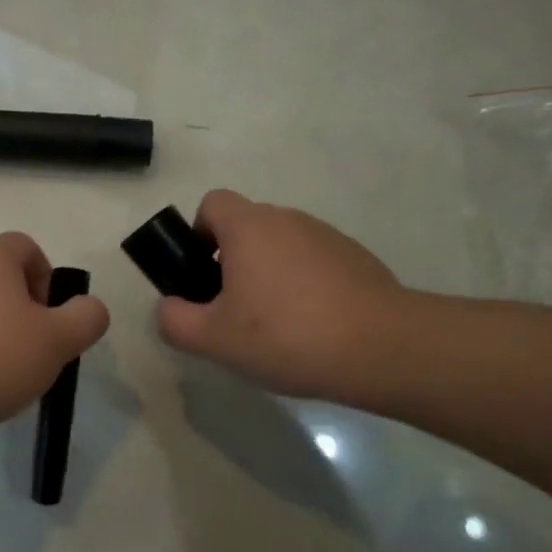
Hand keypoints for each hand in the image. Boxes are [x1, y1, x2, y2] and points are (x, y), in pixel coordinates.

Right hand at [157, 190, 409, 401]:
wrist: (382, 347)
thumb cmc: (286, 334)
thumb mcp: (214, 339)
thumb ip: (175, 320)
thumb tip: (169, 307)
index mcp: (249, 226)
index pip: (211, 204)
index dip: (198, 234)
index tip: (203, 275)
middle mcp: (287, 218)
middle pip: (246, 227)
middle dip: (232, 262)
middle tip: (235, 311)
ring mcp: (326, 235)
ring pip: (281, 246)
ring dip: (270, 274)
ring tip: (277, 327)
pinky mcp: (356, 257)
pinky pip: (314, 263)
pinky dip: (305, 285)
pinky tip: (313, 327)